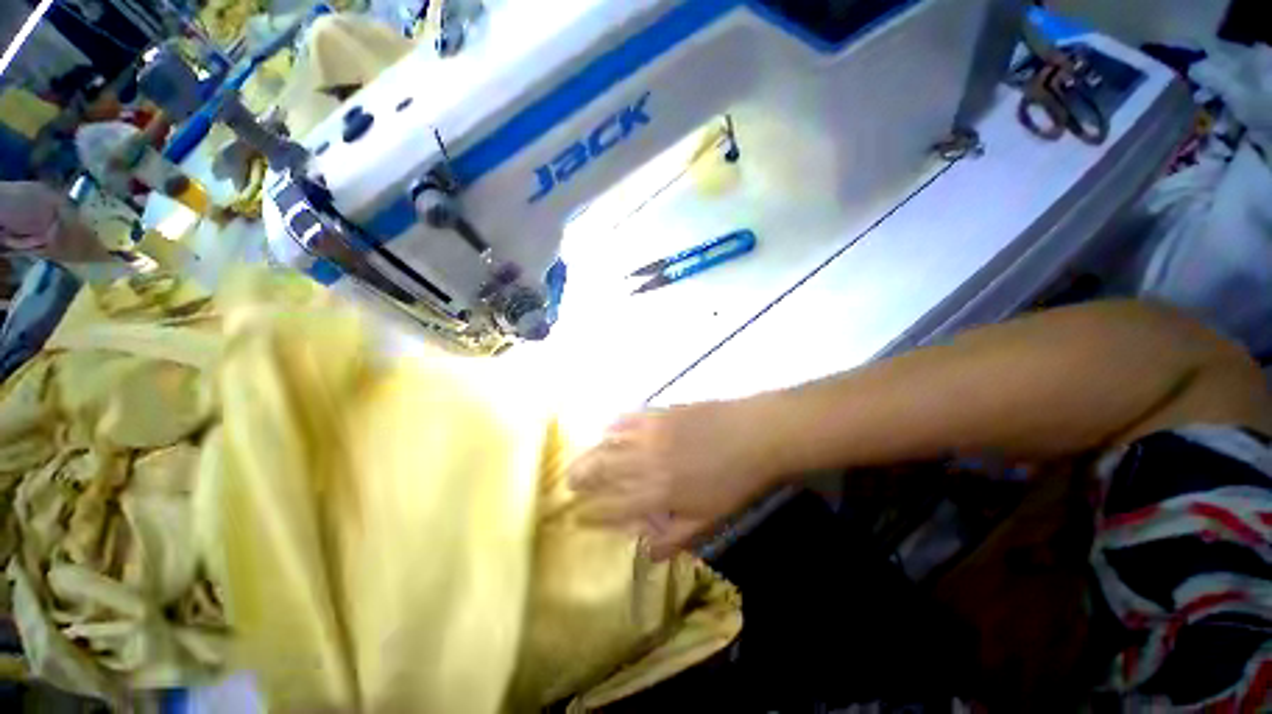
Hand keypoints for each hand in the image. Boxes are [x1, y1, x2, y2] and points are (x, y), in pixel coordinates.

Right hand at [567, 399, 784, 559]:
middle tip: (569, 484)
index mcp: (658, 493)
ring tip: (579, 460)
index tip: (577, 517)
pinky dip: (615, 425)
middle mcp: (647, 462)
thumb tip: (645, 551)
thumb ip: (674, 537)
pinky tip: (608, 428)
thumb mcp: (709, 520)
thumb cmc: (735, 482)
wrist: (754, 435)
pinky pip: (630, 418)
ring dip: (591, 453)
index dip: (592, 513)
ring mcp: (652, 434)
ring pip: (611, 443)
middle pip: (604, 470)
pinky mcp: (661, 413)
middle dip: (582, 479)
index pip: (614, 507)